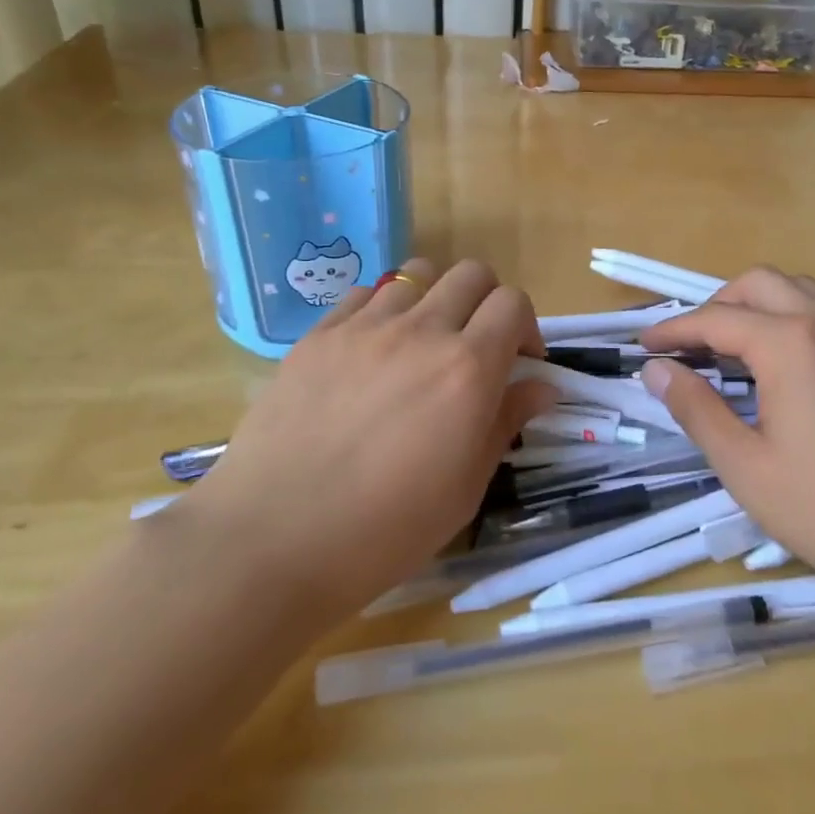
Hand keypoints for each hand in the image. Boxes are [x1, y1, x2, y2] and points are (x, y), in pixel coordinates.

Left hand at [188, 259, 554, 627]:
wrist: (273, 539)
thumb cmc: (386, 529)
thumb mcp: (465, 487)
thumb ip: (505, 423)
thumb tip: (541, 386)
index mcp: (468, 368)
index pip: (514, 303)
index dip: (526, 326)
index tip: (520, 362)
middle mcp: (422, 332)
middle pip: (472, 274)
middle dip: (487, 302)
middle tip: (478, 345)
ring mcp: (364, 327)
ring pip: (417, 274)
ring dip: (436, 297)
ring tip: (424, 340)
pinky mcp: (318, 335)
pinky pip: (364, 295)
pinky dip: (383, 310)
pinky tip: (372, 352)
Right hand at [639, 268, 814, 608]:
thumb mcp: (746, 467)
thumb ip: (697, 409)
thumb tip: (657, 370)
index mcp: (790, 345)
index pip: (716, 319)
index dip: (673, 330)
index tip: (641, 346)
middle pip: (759, 285)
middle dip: (715, 305)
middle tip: (688, 346)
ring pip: (797, 292)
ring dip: (755, 305)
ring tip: (731, 348)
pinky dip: (788, 319)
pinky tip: (780, 368)